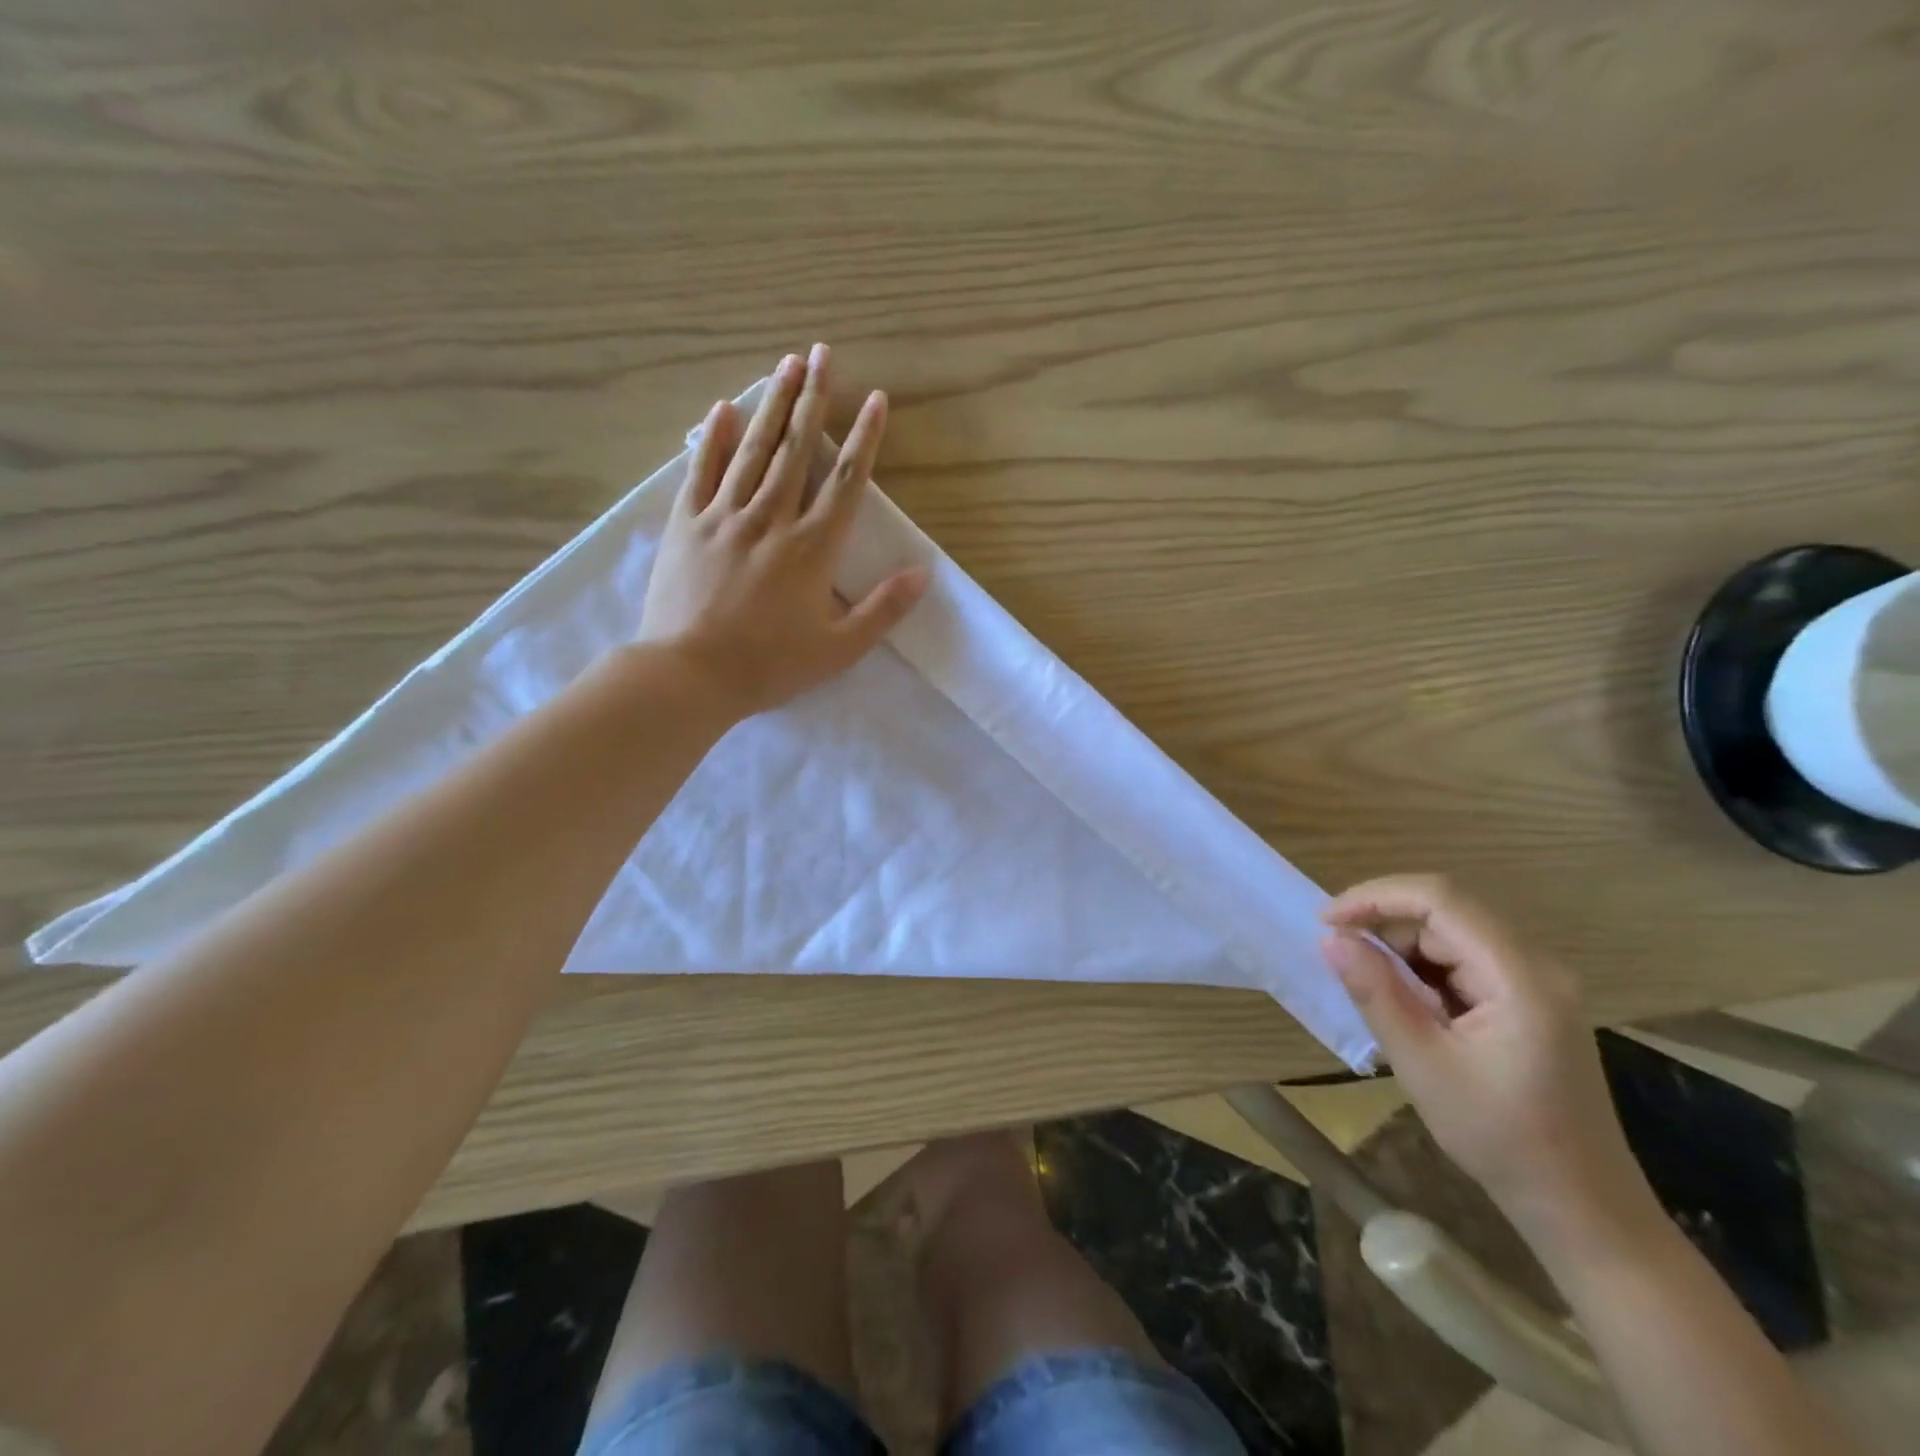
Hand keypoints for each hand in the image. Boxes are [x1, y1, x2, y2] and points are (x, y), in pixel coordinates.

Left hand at [639, 345, 928, 719]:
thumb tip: (922, 573)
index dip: (863, 438)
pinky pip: (701, 471)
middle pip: (797, 450)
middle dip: (813, 399)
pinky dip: (712, 438)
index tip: (874, 399)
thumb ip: (882, 610)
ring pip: (753, 450)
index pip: (845, 481)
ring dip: (772, 404)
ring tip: (786, 364)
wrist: (689, 674)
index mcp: (812, 548)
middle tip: (823, 353)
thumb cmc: (769, 666)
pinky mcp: (686, 525)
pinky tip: (723, 409)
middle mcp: (771, 519)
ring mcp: (724, 517)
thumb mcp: (839, 650)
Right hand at [1323, 876, 1655, 1247]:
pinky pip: (1467, 960)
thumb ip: (1376, 994)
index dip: (1376, 897)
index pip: (1441, 900)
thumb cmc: (1500, 1139)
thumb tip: (1331, 939)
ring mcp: (1537, 983)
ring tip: (1366, 982)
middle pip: (1448, 912)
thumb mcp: (1423, 1065)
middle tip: (1338, 951)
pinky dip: (1424, 967)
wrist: (1581, 1207)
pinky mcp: (1531, 1000)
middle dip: (1384, 921)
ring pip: (1453, 934)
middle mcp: (1536, 966)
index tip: (1327, 921)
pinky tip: (1405, 1001)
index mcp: (1519, 978)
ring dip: (1402, 946)